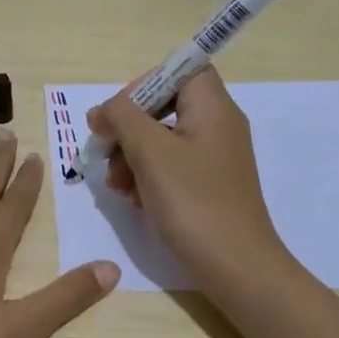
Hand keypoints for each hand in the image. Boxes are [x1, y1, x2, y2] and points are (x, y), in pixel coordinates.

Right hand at [86, 69, 287, 285]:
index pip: (181, 70)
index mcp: (213, 108)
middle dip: (128, 129)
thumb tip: (102, 111)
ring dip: (130, 157)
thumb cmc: (194, 201)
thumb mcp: (150, 151)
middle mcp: (217, 126)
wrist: (236, 267)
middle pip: (164, 106)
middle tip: (106, 154)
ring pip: (161, 140)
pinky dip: (146, 178)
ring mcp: (213, 159)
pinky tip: (133, 200)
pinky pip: (170, 168)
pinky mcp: (207, 186)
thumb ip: (121, 117)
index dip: (145, 83)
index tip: (119, 114)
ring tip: (116, 186)